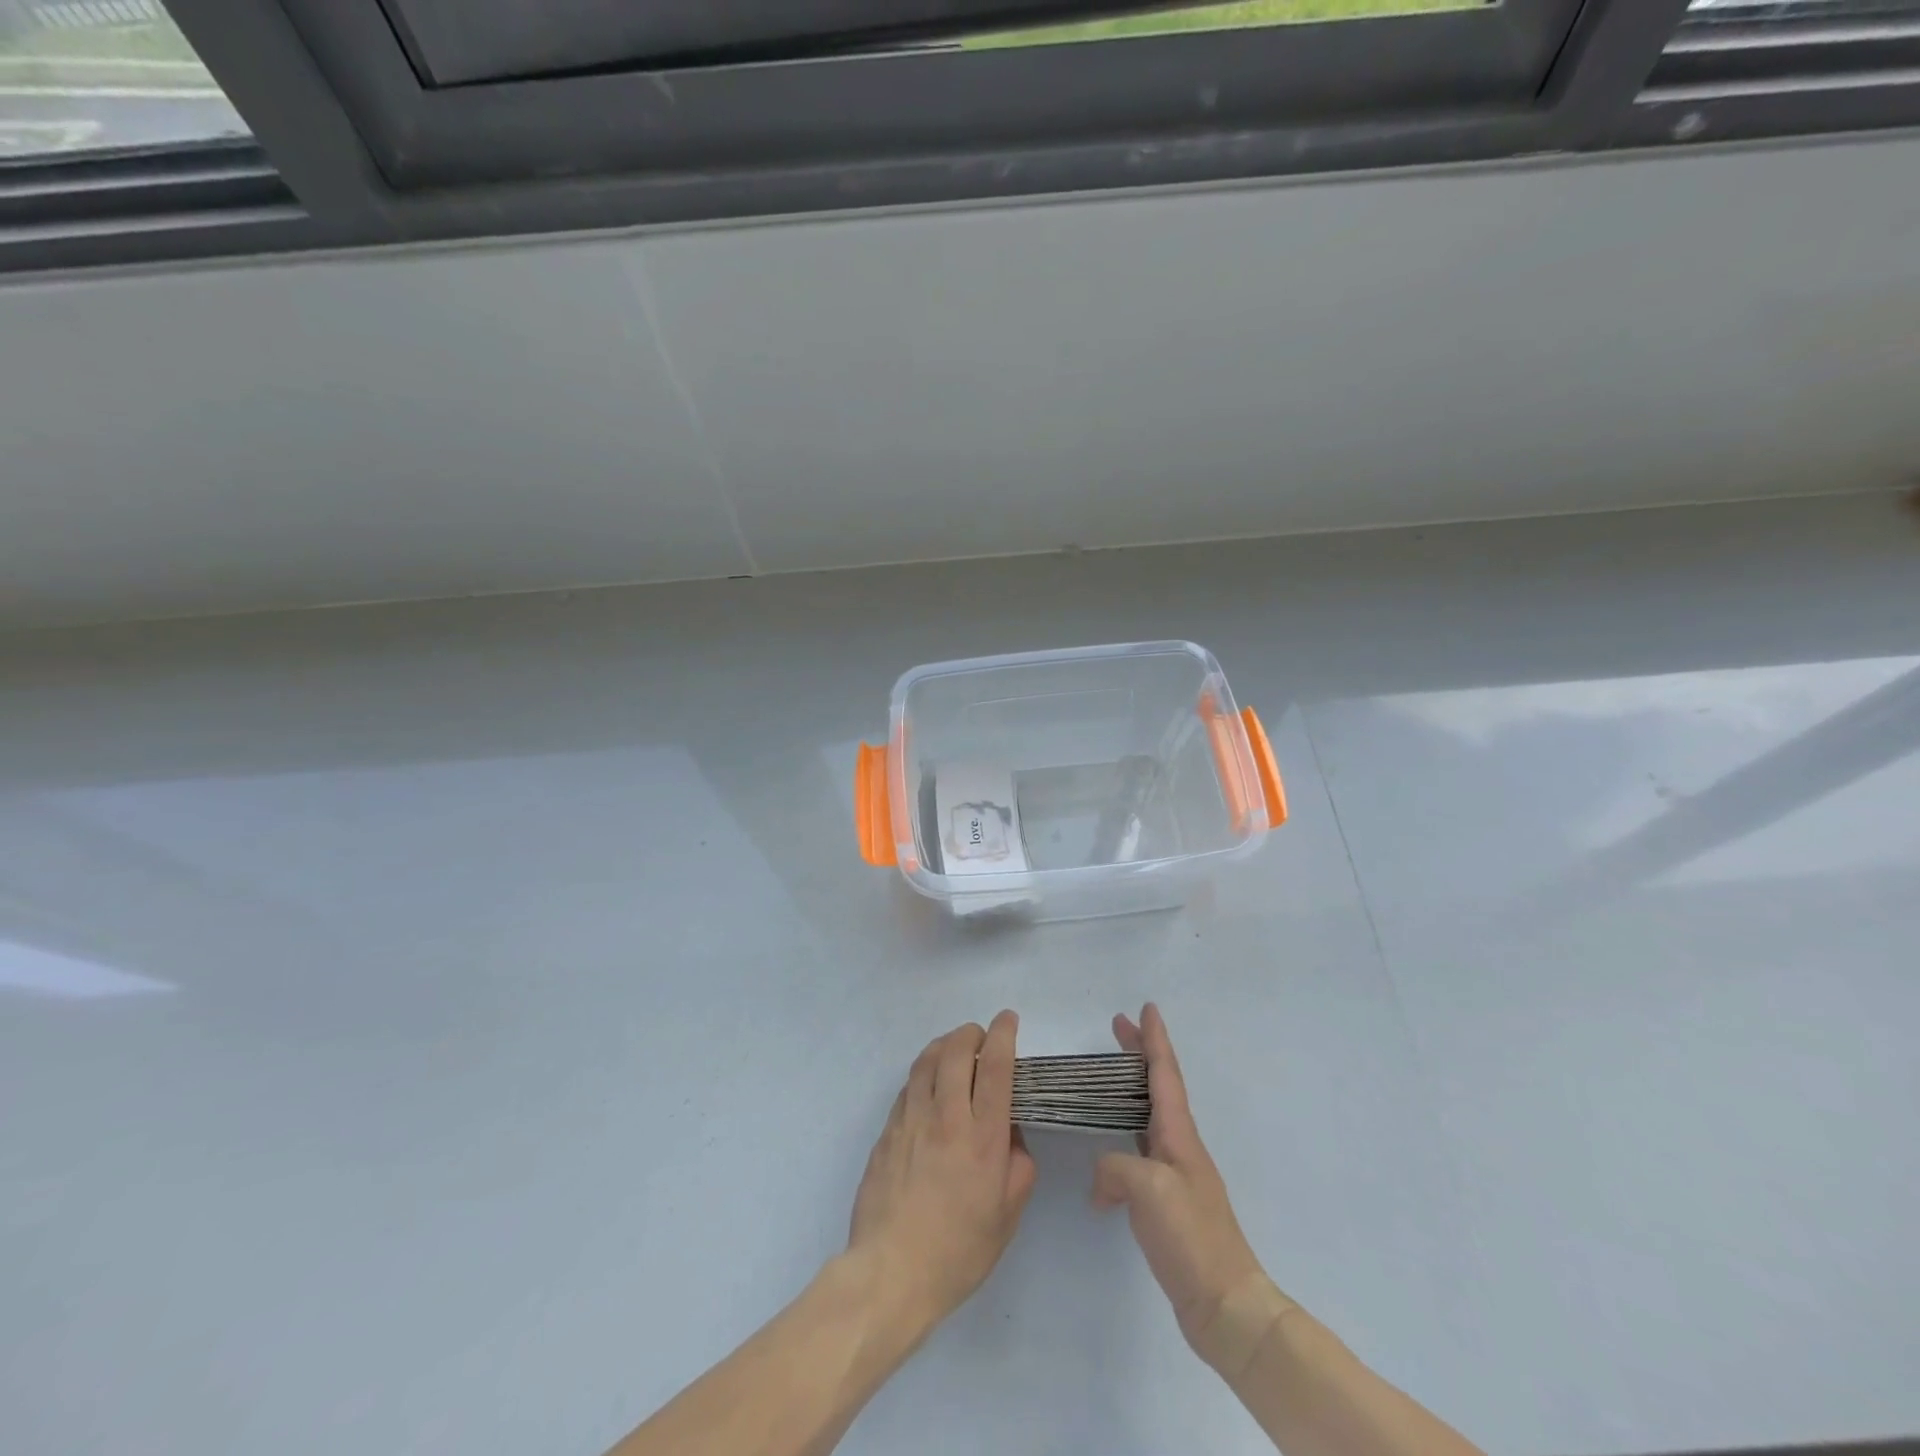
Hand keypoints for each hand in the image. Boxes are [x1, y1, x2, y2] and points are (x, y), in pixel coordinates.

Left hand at [846, 1012, 1036, 1337]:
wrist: (890, 1273)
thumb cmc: (958, 1251)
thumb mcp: (1007, 1215)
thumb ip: (1018, 1166)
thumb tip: (1010, 1135)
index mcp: (982, 1137)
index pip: (995, 1066)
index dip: (1003, 1034)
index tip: (1008, 1019)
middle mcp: (945, 1117)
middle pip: (956, 1050)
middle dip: (971, 1032)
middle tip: (982, 1036)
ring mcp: (910, 1120)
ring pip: (926, 1060)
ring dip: (944, 1045)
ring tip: (955, 1050)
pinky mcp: (886, 1131)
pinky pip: (908, 1086)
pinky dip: (923, 1073)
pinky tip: (929, 1086)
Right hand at [1092, 1003, 1286, 1368]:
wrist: (1225, 1305)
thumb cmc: (1190, 1236)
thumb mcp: (1148, 1189)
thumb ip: (1116, 1166)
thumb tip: (1102, 1179)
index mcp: (1179, 1134)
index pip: (1165, 1074)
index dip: (1154, 1040)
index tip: (1147, 1008)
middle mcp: (1180, 1146)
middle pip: (1158, 1087)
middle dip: (1139, 1054)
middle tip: (1117, 1026)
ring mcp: (1176, 1175)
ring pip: (1148, 1118)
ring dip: (1129, 1092)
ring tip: (1105, 1081)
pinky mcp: (1168, 1204)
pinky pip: (1140, 1155)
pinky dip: (1120, 1145)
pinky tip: (1101, 1169)